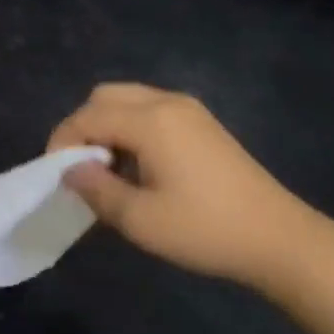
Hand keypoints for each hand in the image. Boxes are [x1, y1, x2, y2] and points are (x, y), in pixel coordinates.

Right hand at [49, 83, 312, 286]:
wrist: (277, 236)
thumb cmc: (204, 230)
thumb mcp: (140, 220)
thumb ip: (97, 190)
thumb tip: (71, 171)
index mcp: (150, 120)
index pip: (87, 116)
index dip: (63, 142)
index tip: (56, 177)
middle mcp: (166, 102)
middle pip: (106, 96)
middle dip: (83, 127)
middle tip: (81, 169)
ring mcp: (188, 109)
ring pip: (129, 100)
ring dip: (108, 126)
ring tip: (109, 171)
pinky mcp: (202, 122)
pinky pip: (151, 110)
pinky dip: (132, 127)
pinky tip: (140, 167)